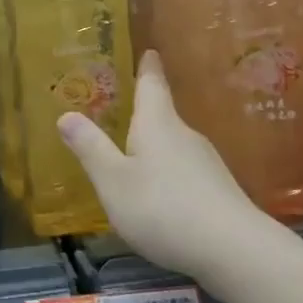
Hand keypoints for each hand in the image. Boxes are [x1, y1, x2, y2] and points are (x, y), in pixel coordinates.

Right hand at [56, 50, 259, 278]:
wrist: (236, 251)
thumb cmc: (164, 208)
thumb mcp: (114, 181)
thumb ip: (91, 149)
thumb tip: (66, 114)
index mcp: (157, 124)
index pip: (152, 86)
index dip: (148, 68)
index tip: (151, 52)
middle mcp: (184, 135)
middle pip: (163, 117)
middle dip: (146, 114)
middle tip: (126, 112)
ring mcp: (207, 164)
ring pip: (175, 147)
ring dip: (156, 148)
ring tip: (136, 158)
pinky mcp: (219, 192)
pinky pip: (187, 173)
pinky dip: (170, 176)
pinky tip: (162, 198)